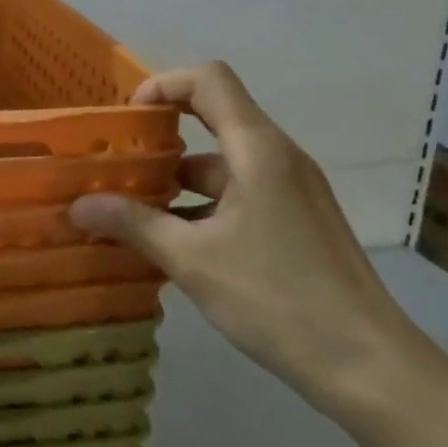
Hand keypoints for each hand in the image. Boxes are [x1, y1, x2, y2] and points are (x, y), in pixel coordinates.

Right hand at [69, 61, 421, 411]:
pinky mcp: (296, 220)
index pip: (208, 80)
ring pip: (222, 164)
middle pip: (213, 119)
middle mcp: (277, 157)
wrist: (369, 366)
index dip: (163, 85)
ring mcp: (290, 190)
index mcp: (257, 150)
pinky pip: (238, 193)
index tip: (127, 120)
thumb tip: (78, 205)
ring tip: (130, 211)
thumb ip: (132, 224)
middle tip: (115, 167)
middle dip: (159, 139)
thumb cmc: (277, 298)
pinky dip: (200, 205)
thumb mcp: (191, 259)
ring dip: (176, 181)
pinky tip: (170, 243)